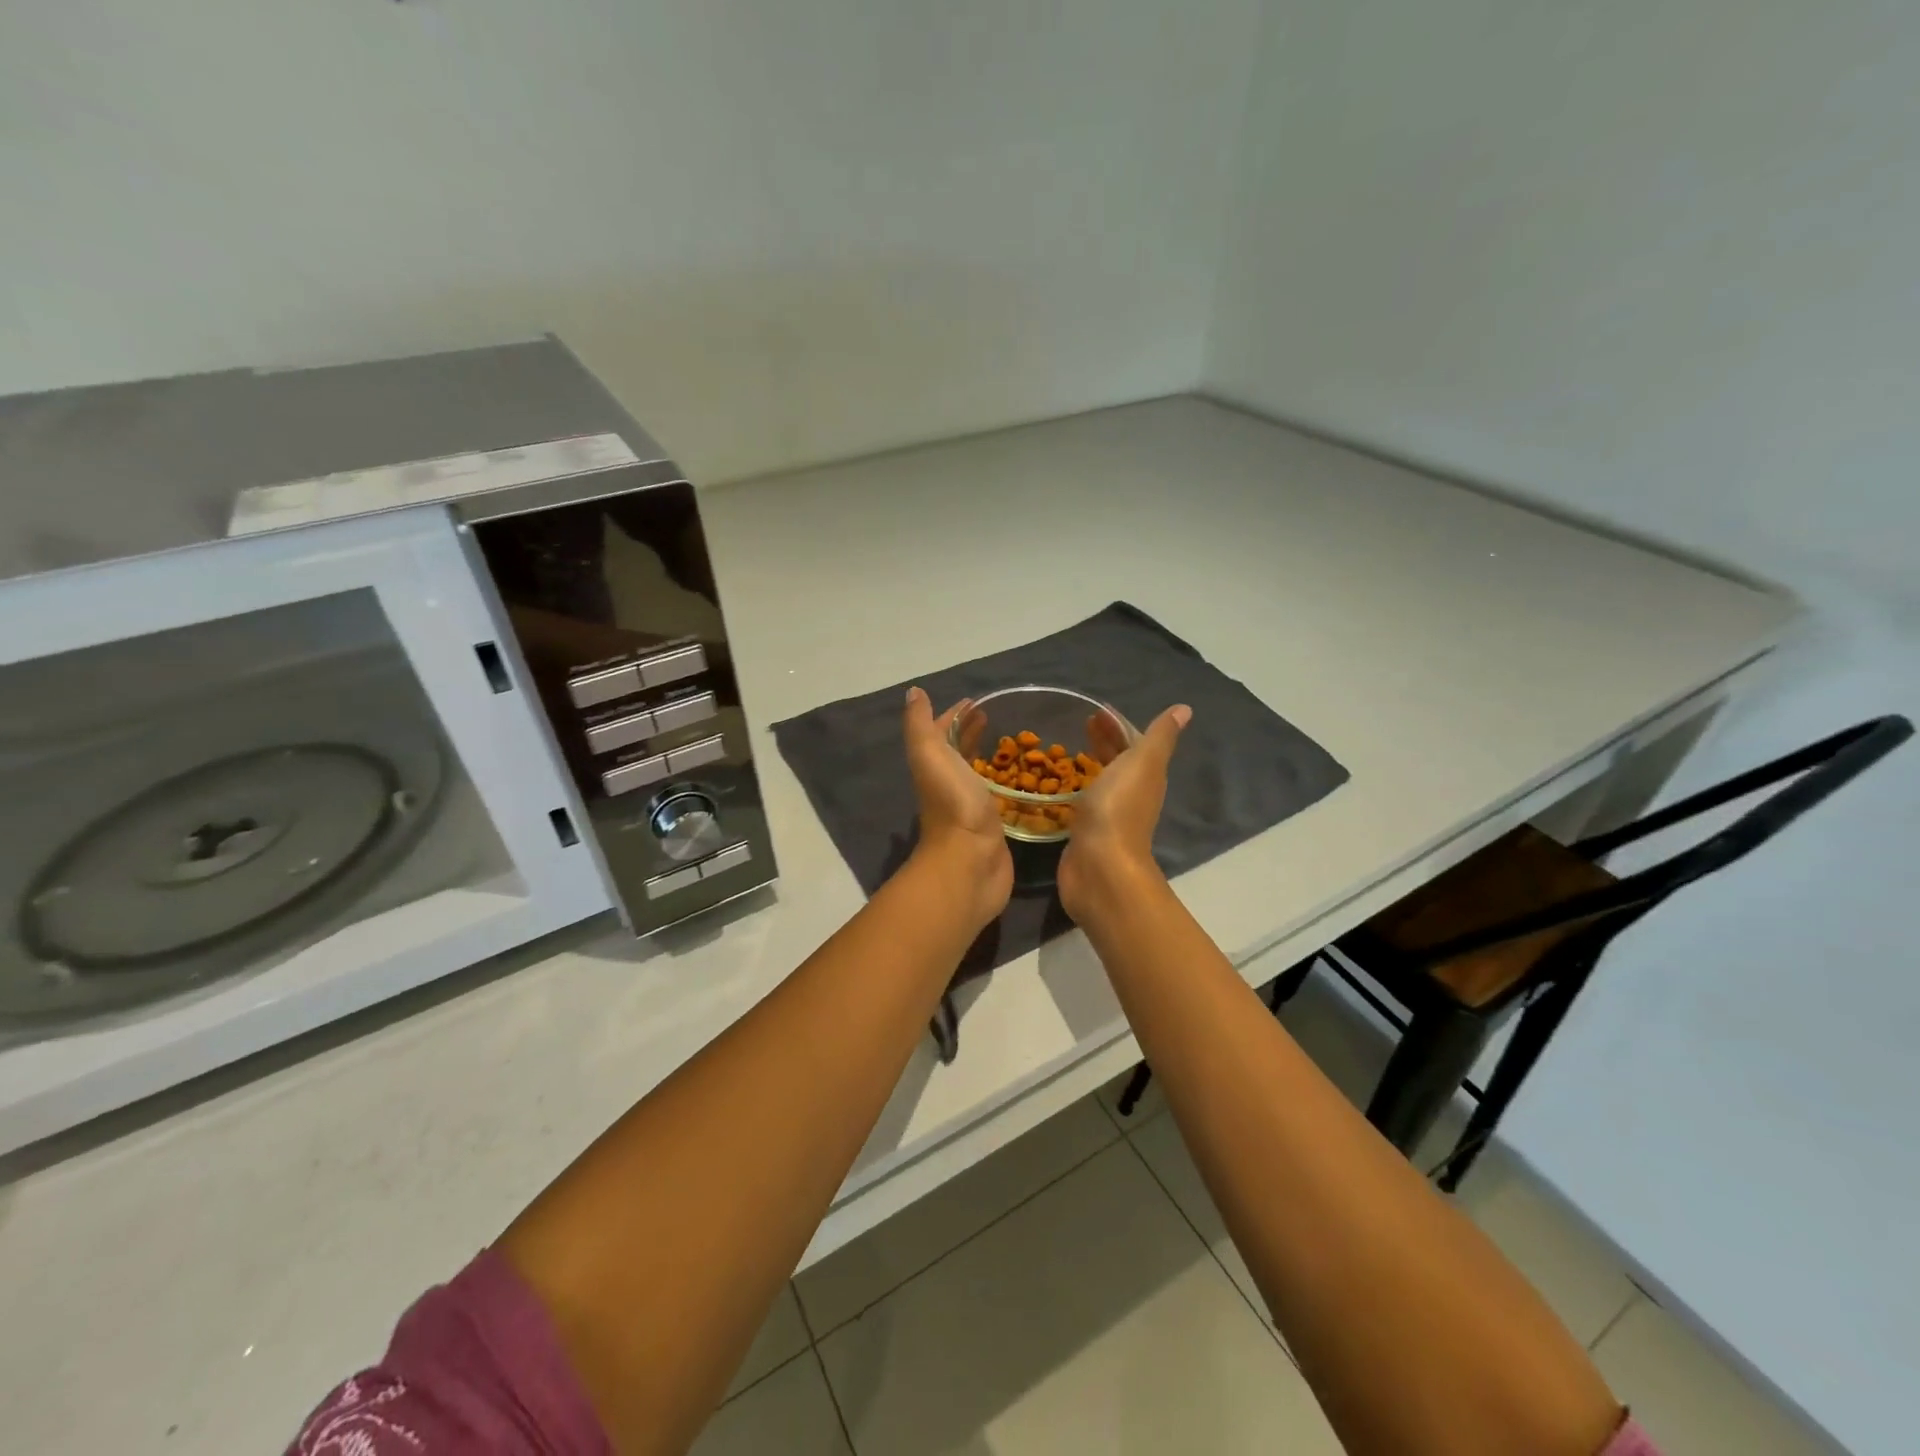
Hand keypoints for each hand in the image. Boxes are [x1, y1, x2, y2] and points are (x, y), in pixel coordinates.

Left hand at [904, 687, 1013, 927]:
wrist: (970, 860)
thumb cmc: (953, 802)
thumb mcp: (930, 755)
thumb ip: (920, 724)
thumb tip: (913, 692)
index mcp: (933, 766)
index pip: (940, 733)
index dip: (953, 716)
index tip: (975, 701)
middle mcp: (948, 785)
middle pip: (956, 753)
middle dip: (970, 733)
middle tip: (992, 716)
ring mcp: (970, 807)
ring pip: (976, 774)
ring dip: (986, 757)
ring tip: (1011, 742)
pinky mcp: (991, 826)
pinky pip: (996, 796)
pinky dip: (1003, 783)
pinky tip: (1019, 778)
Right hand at [1057, 704, 1190, 926]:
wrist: (1100, 865)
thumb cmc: (1119, 807)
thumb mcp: (1143, 763)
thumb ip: (1160, 736)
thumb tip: (1185, 709)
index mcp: (1146, 776)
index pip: (1134, 743)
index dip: (1118, 726)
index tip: (1097, 711)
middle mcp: (1131, 794)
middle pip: (1119, 760)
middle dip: (1105, 741)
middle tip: (1083, 723)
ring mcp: (1109, 815)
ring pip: (1103, 781)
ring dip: (1092, 763)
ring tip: (1070, 750)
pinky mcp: (1087, 832)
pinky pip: (1085, 802)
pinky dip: (1079, 788)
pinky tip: (1064, 785)